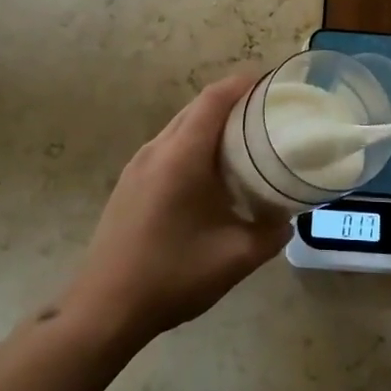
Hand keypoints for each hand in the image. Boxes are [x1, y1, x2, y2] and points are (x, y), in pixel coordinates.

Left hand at [62, 72, 290, 344]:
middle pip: (196, 108)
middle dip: (231, 101)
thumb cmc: (172, 276)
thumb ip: (270, 233)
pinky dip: (193, 145)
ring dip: (210, 124)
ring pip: (179, 128)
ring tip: (244, 139)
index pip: (214, 99)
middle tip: (267, 112)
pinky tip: (209, 173)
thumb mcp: (235, 258)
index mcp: (181, 156)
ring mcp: (137, 166)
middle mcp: (156, 150)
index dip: (243, 83)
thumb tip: (287, 218)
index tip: (271, 81)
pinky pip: (167, 148)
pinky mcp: (128, 184)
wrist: (104, 309)